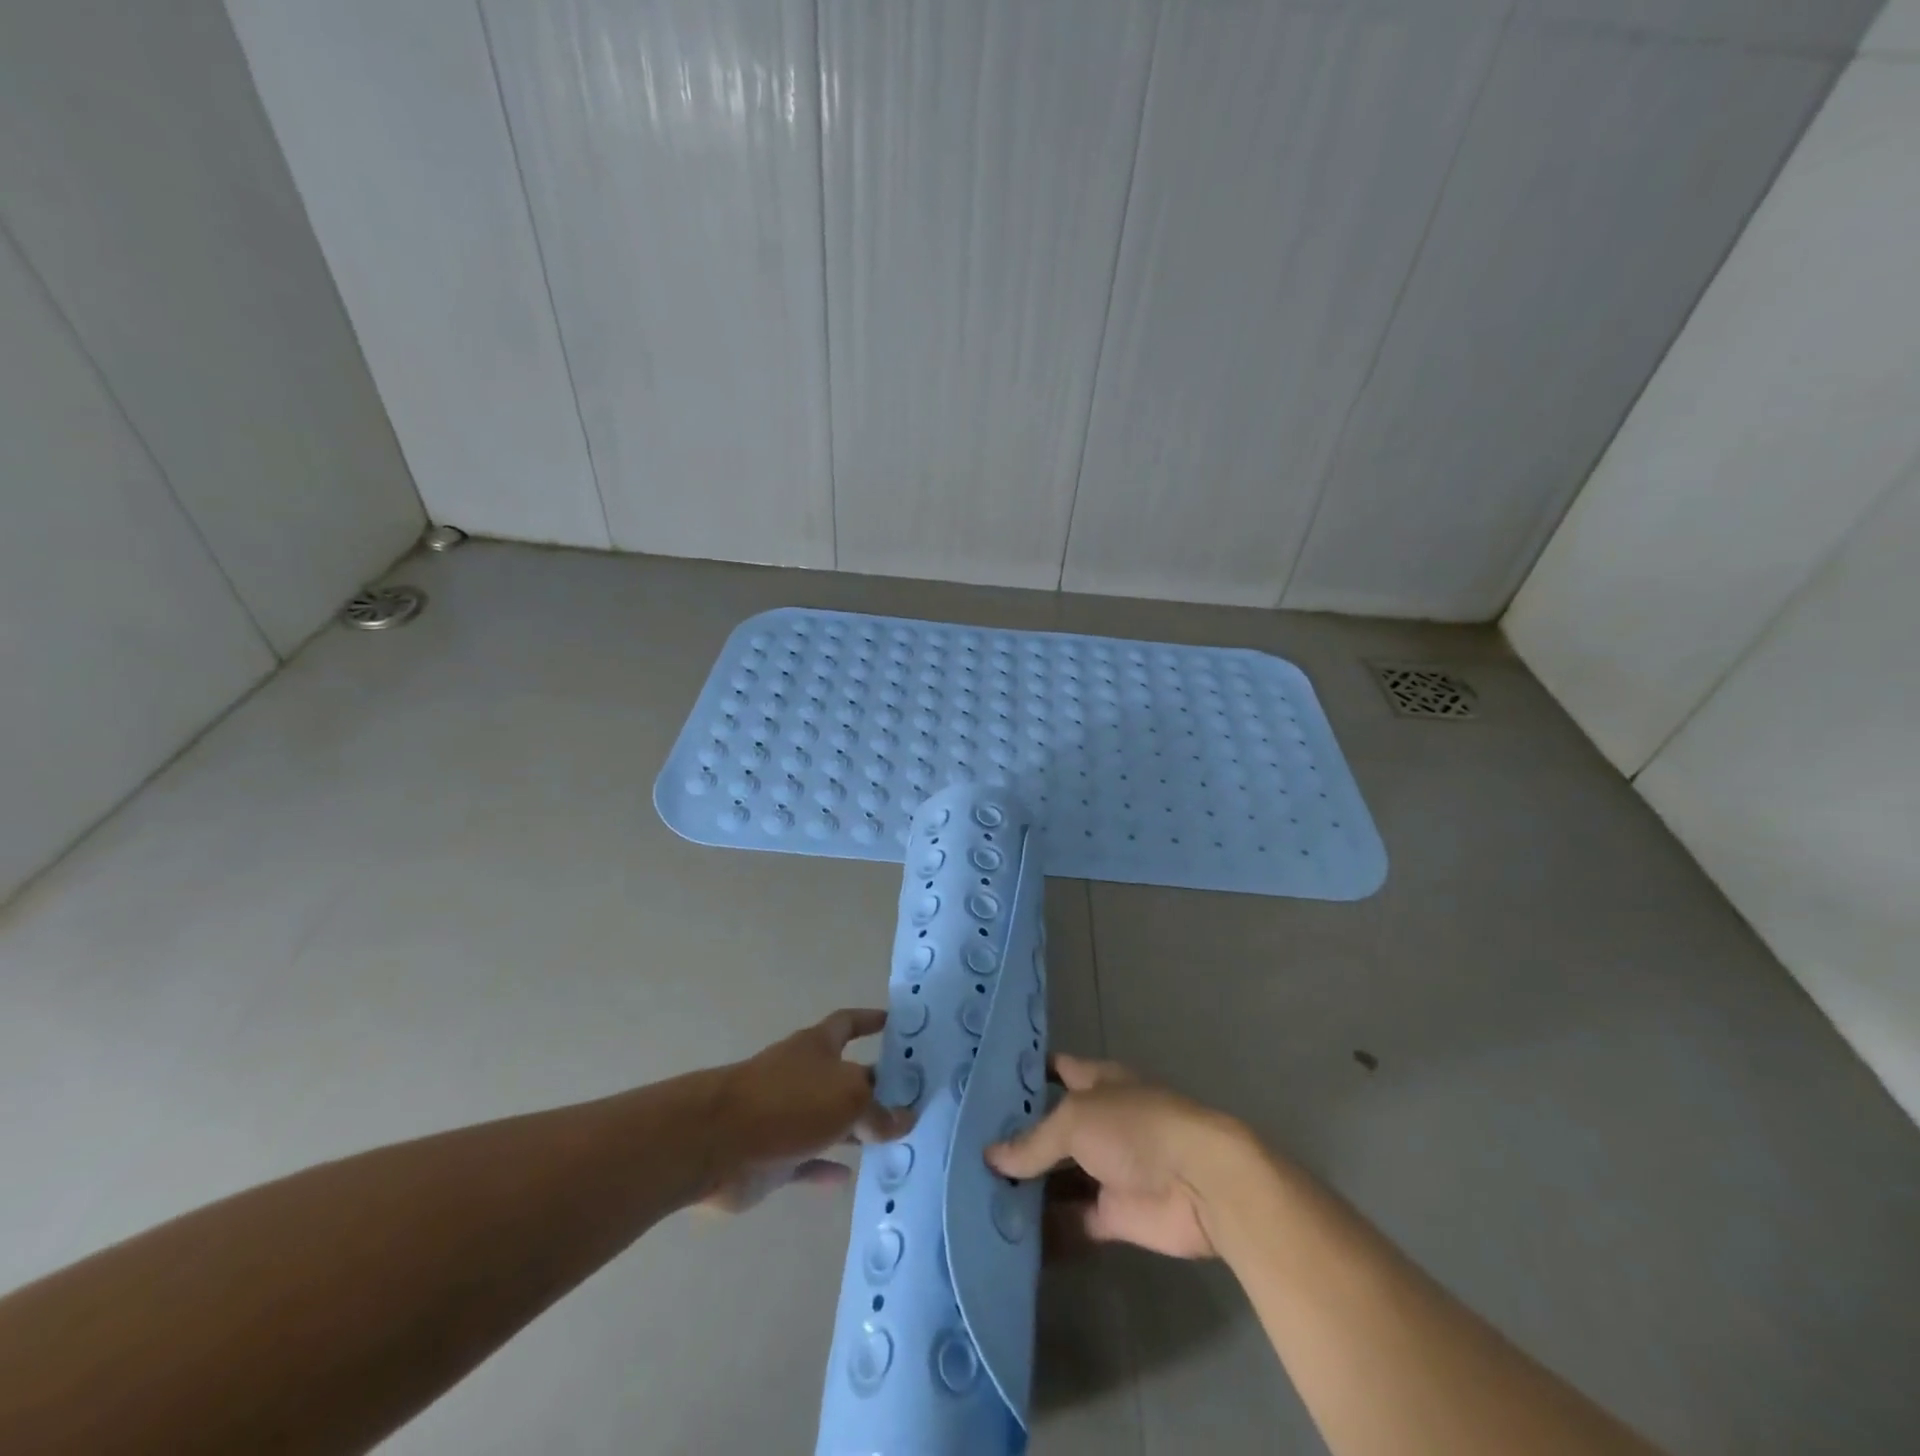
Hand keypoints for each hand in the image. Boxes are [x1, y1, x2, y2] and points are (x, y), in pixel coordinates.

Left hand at [702, 1009, 915, 1212]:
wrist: (718, 1142)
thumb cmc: (789, 1102)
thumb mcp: (848, 1098)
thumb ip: (879, 1111)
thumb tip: (904, 1118)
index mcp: (817, 1046)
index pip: (848, 1023)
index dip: (869, 1020)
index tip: (891, 1022)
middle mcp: (802, 1075)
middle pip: (843, 1076)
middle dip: (872, 1085)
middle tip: (909, 1099)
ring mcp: (785, 1116)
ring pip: (828, 1121)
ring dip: (854, 1130)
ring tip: (890, 1142)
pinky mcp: (772, 1156)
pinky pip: (807, 1161)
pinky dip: (826, 1168)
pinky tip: (849, 1178)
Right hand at [987, 1055, 1244, 1258]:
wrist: (1199, 1183)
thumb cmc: (1135, 1128)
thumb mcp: (1075, 1120)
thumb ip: (1033, 1141)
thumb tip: (990, 1157)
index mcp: (1096, 1082)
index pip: (1055, 1070)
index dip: (1024, 1075)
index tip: (984, 1084)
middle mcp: (1099, 1121)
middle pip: (1051, 1128)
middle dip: (1016, 1138)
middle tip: (966, 1149)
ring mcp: (1107, 1169)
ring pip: (1059, 1177)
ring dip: (1028, 1187)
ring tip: (977, 1194)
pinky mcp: (1114, 1214)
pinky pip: (1072, 1220)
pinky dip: (1047, 1229)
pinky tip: (1009, 1235)